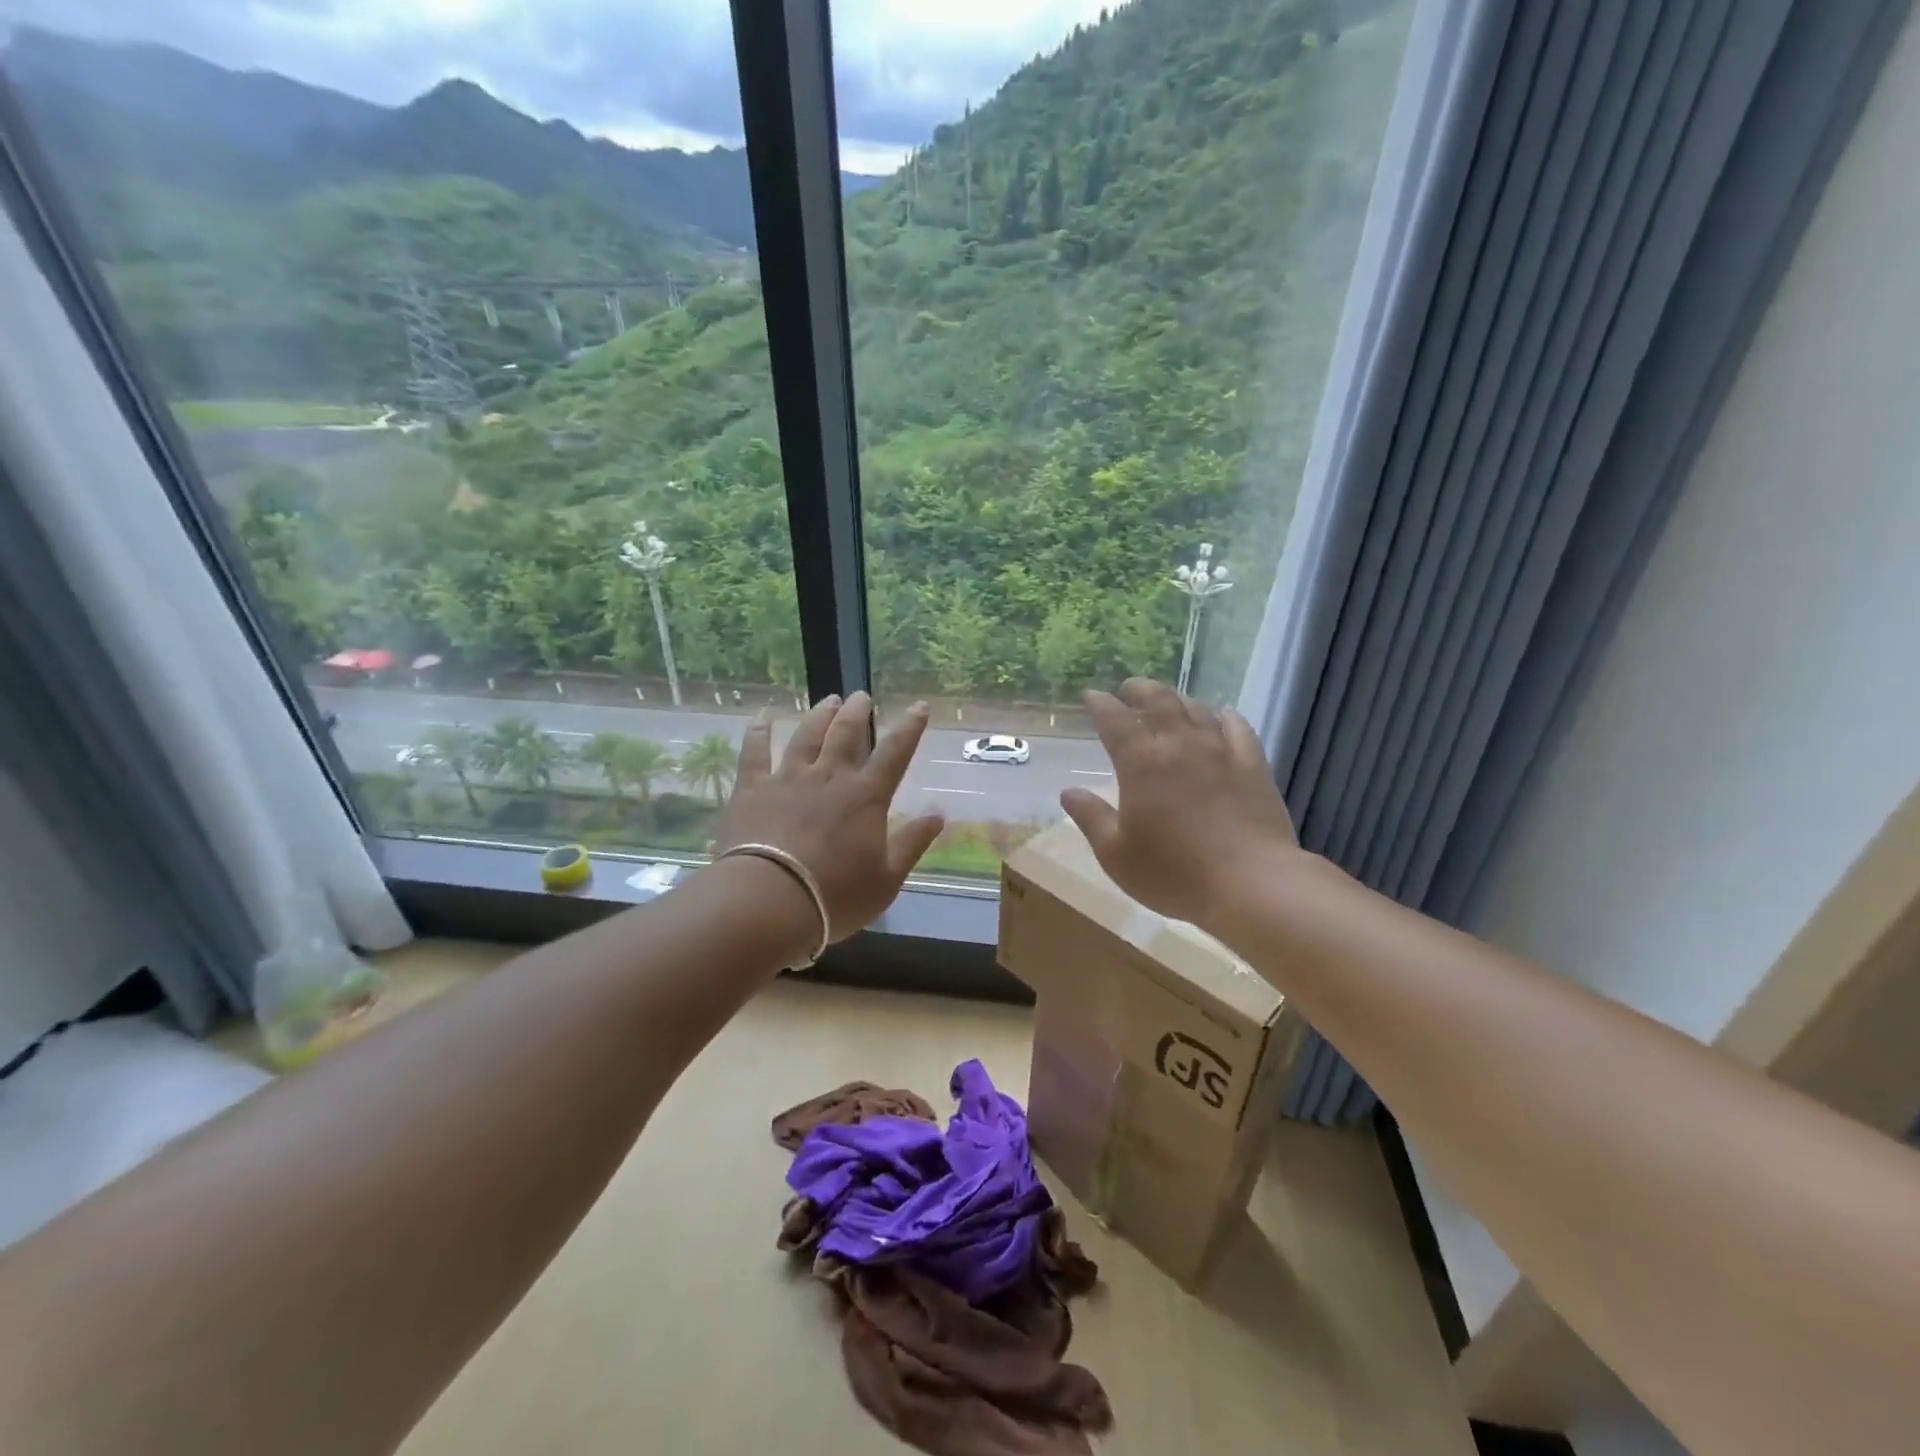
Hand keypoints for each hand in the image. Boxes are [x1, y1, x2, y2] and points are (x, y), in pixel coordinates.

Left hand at [712, 692, 944, 942]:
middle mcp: (830, 777)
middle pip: (846, 734)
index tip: (919, 706)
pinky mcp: (752, 789)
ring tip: (828, 700)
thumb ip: (912, 843)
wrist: (767, 902)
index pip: (895, 753)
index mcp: (866, 797)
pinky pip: (755, 752)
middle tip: (861, 696)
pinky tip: (761, 716)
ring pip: (807, 736)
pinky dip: (758, 731)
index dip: (909, 728)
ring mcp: (788, 779)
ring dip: (820, 715)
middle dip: (857, 712)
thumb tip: (939, 815)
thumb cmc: (834, 897)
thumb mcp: (886, 879)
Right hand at [1060, 678, 1299, 926]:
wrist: (1251, 884)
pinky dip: (1223, 715)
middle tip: (1128, 689)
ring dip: (1177, 700)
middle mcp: (1179, 745)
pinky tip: (1221, 717)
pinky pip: (1237, 726)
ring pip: (1196, 709)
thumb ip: (1091, 818)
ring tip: (1168, 703)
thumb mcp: (1116, 854)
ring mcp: (1220, 751)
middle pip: (1158, 700)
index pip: (1114, 719)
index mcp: (1141, 763)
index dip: (1100, 703)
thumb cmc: (1174, 873)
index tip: (1091, 696)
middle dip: (1139, 689)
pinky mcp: (1253, 765)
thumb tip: (1068, 792)